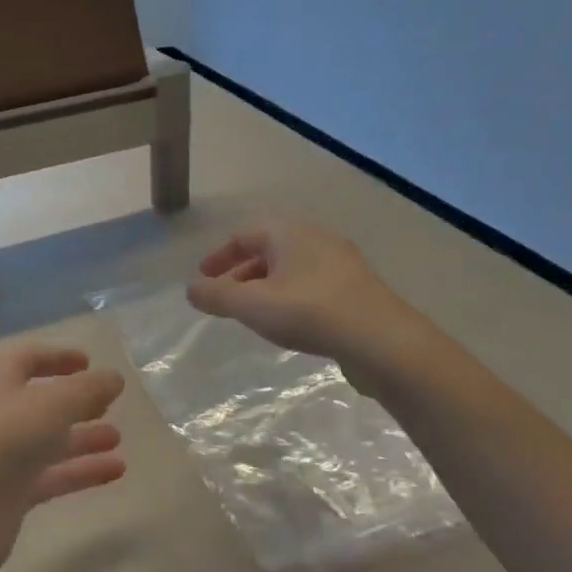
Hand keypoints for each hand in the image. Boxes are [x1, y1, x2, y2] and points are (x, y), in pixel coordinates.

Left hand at [0, 343, 126, 571]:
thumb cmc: (1, 438)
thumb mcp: (54, 403)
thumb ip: (88, 389)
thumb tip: (114, 378)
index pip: (26, 357)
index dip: (57, 357)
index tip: (88, 362)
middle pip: (37, 401)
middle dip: (73, 401)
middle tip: (108, 404)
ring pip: (44, 441)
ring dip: (81, 437)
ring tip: (118, 438)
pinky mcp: (5, 494)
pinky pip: (48, 476)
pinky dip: (79, 471)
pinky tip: (115, 471)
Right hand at [187, 219, 415, 363]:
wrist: (380, 339)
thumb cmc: (308, 311)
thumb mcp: (251, 305)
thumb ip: (216, 296)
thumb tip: (191, 289)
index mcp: (288, 232)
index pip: (242, 235)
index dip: (217, 257)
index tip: (202, 280)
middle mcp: (315, 238)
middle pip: (267, 250)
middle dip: (239, 273)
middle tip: (223, 298)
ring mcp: (339, 262)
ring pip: (289, 268)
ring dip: (264, 286)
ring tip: (251, 313)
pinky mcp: (355, 287)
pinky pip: (310, 283)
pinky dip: (288, 296)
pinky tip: (286, 321)